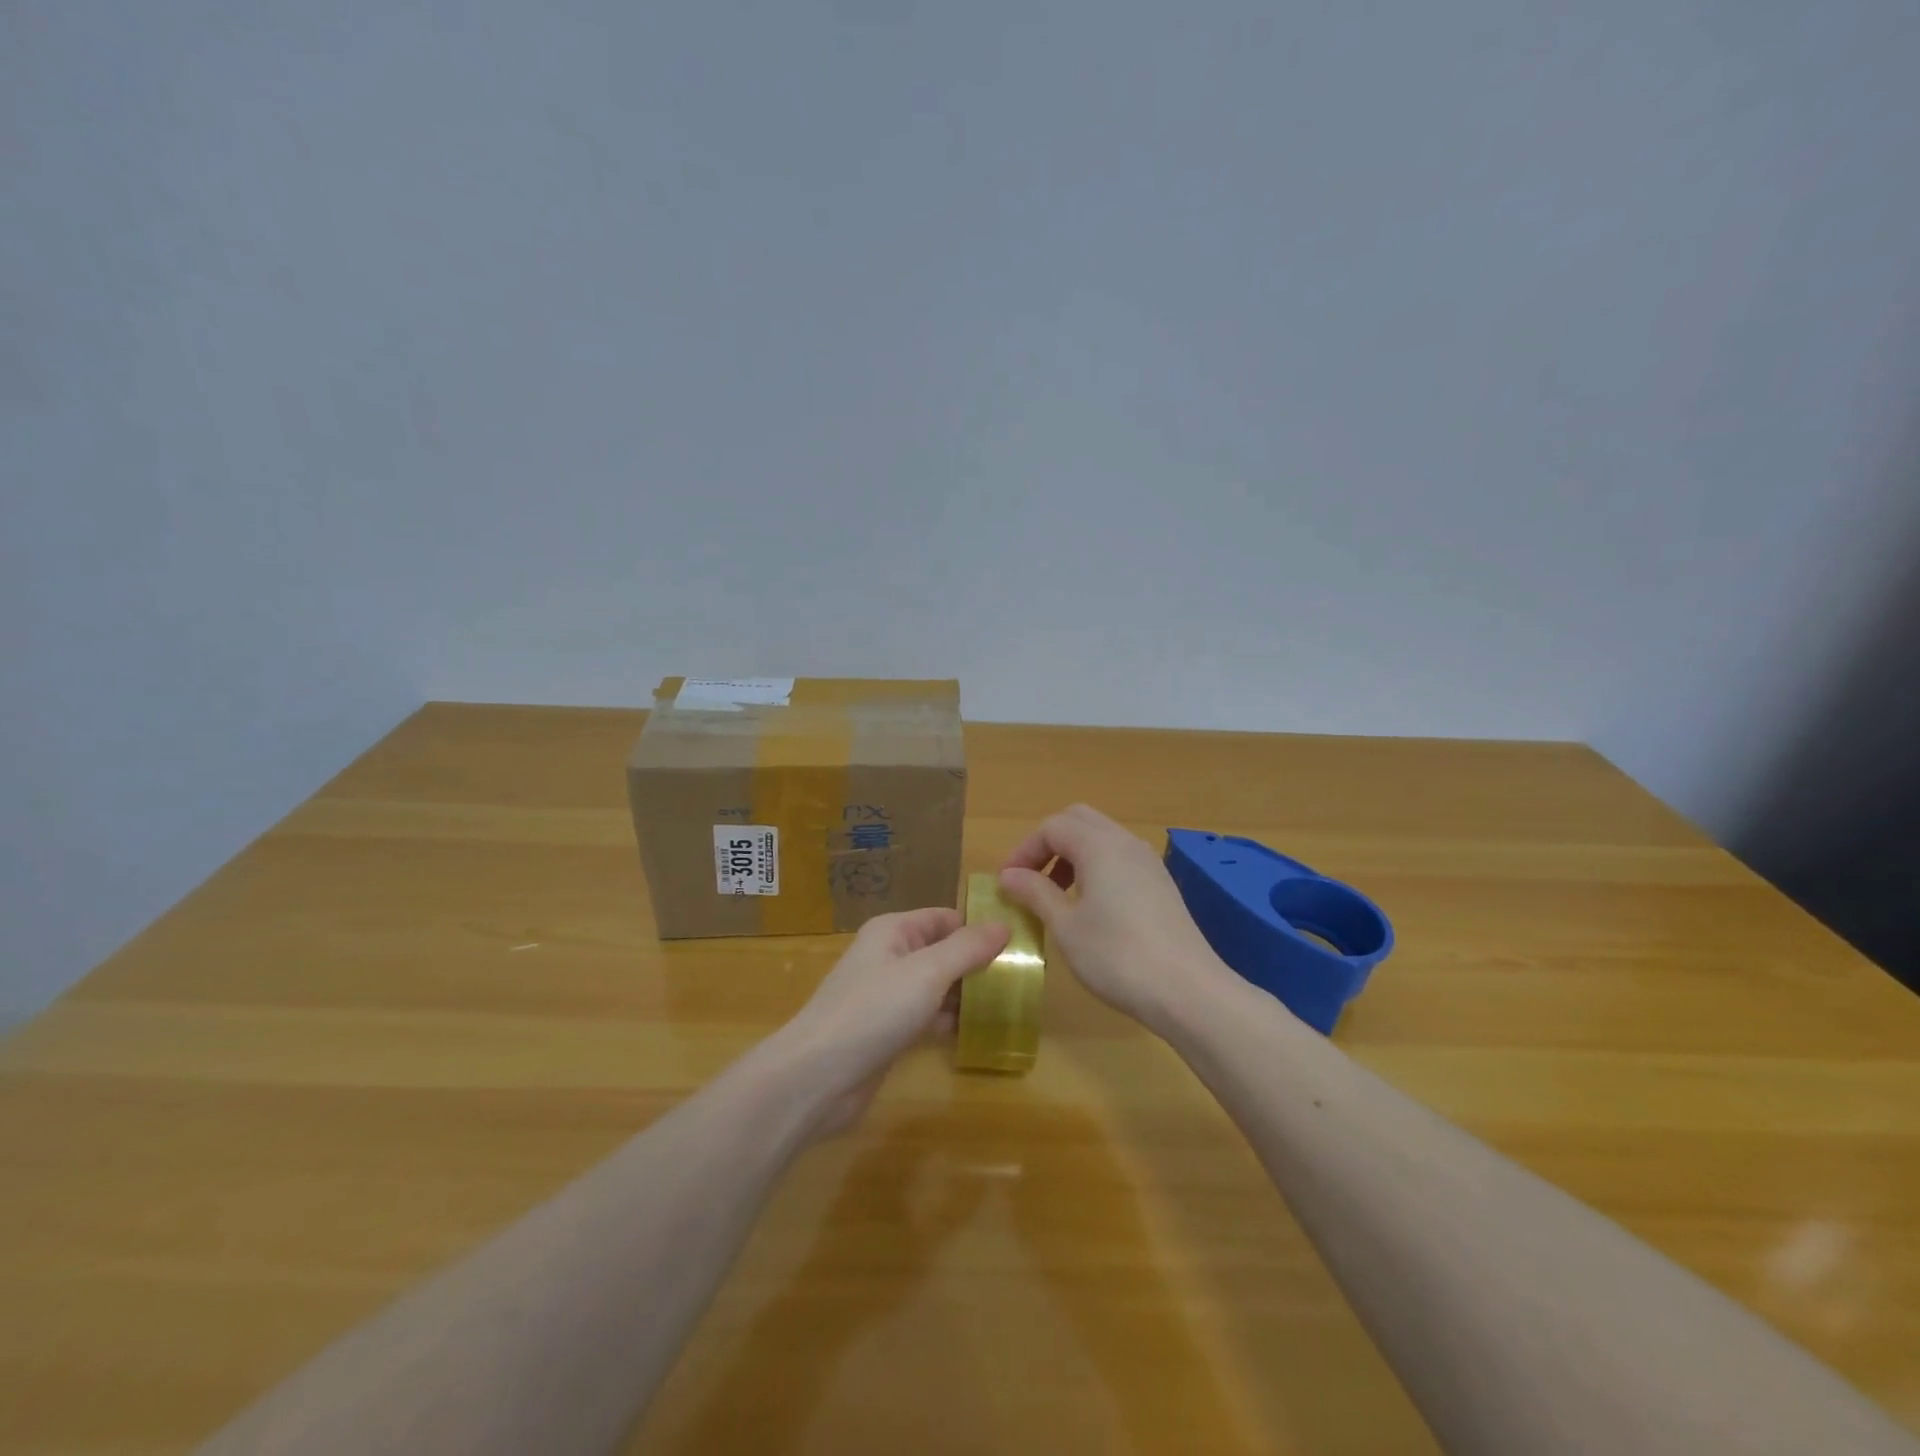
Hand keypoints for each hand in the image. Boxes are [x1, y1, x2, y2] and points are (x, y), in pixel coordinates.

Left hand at [781, 907, 1009, 1136]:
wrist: (817, 1076)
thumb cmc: (873, 1010)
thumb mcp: (927, 972)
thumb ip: (967, 948)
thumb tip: (1005, 924)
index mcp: (894, 931)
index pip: (946, 918)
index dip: (980, 927)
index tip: (1021, 944)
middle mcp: (890, 956)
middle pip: (943, 951)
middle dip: (978, 963)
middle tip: (1023, 979)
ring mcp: (887, 995)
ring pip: (937, 986)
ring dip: (967, 993)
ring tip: (1011, 1004)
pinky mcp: (887, 1031)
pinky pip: (927, 1016)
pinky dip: (950, 1020)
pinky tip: (978, 1031)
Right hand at [999, 804, 1227, 1034]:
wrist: (1188, 990)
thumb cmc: (1117, 956)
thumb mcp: (1066, 926)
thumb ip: (1035, 893)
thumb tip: (1008, 876)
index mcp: (1098, 845)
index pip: (1051, 827)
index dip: (1024, 850)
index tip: (1007, 883)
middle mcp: (1125, 842)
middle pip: (1078, 821)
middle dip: (1048, 844)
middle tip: (1030, 879)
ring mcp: (1148, 862)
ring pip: (1101, 838)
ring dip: (1072, 855)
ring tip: (1056, 895)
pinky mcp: (1161, 884)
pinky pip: (1119, 858)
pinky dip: (1096, 868)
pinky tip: (1090, 908)